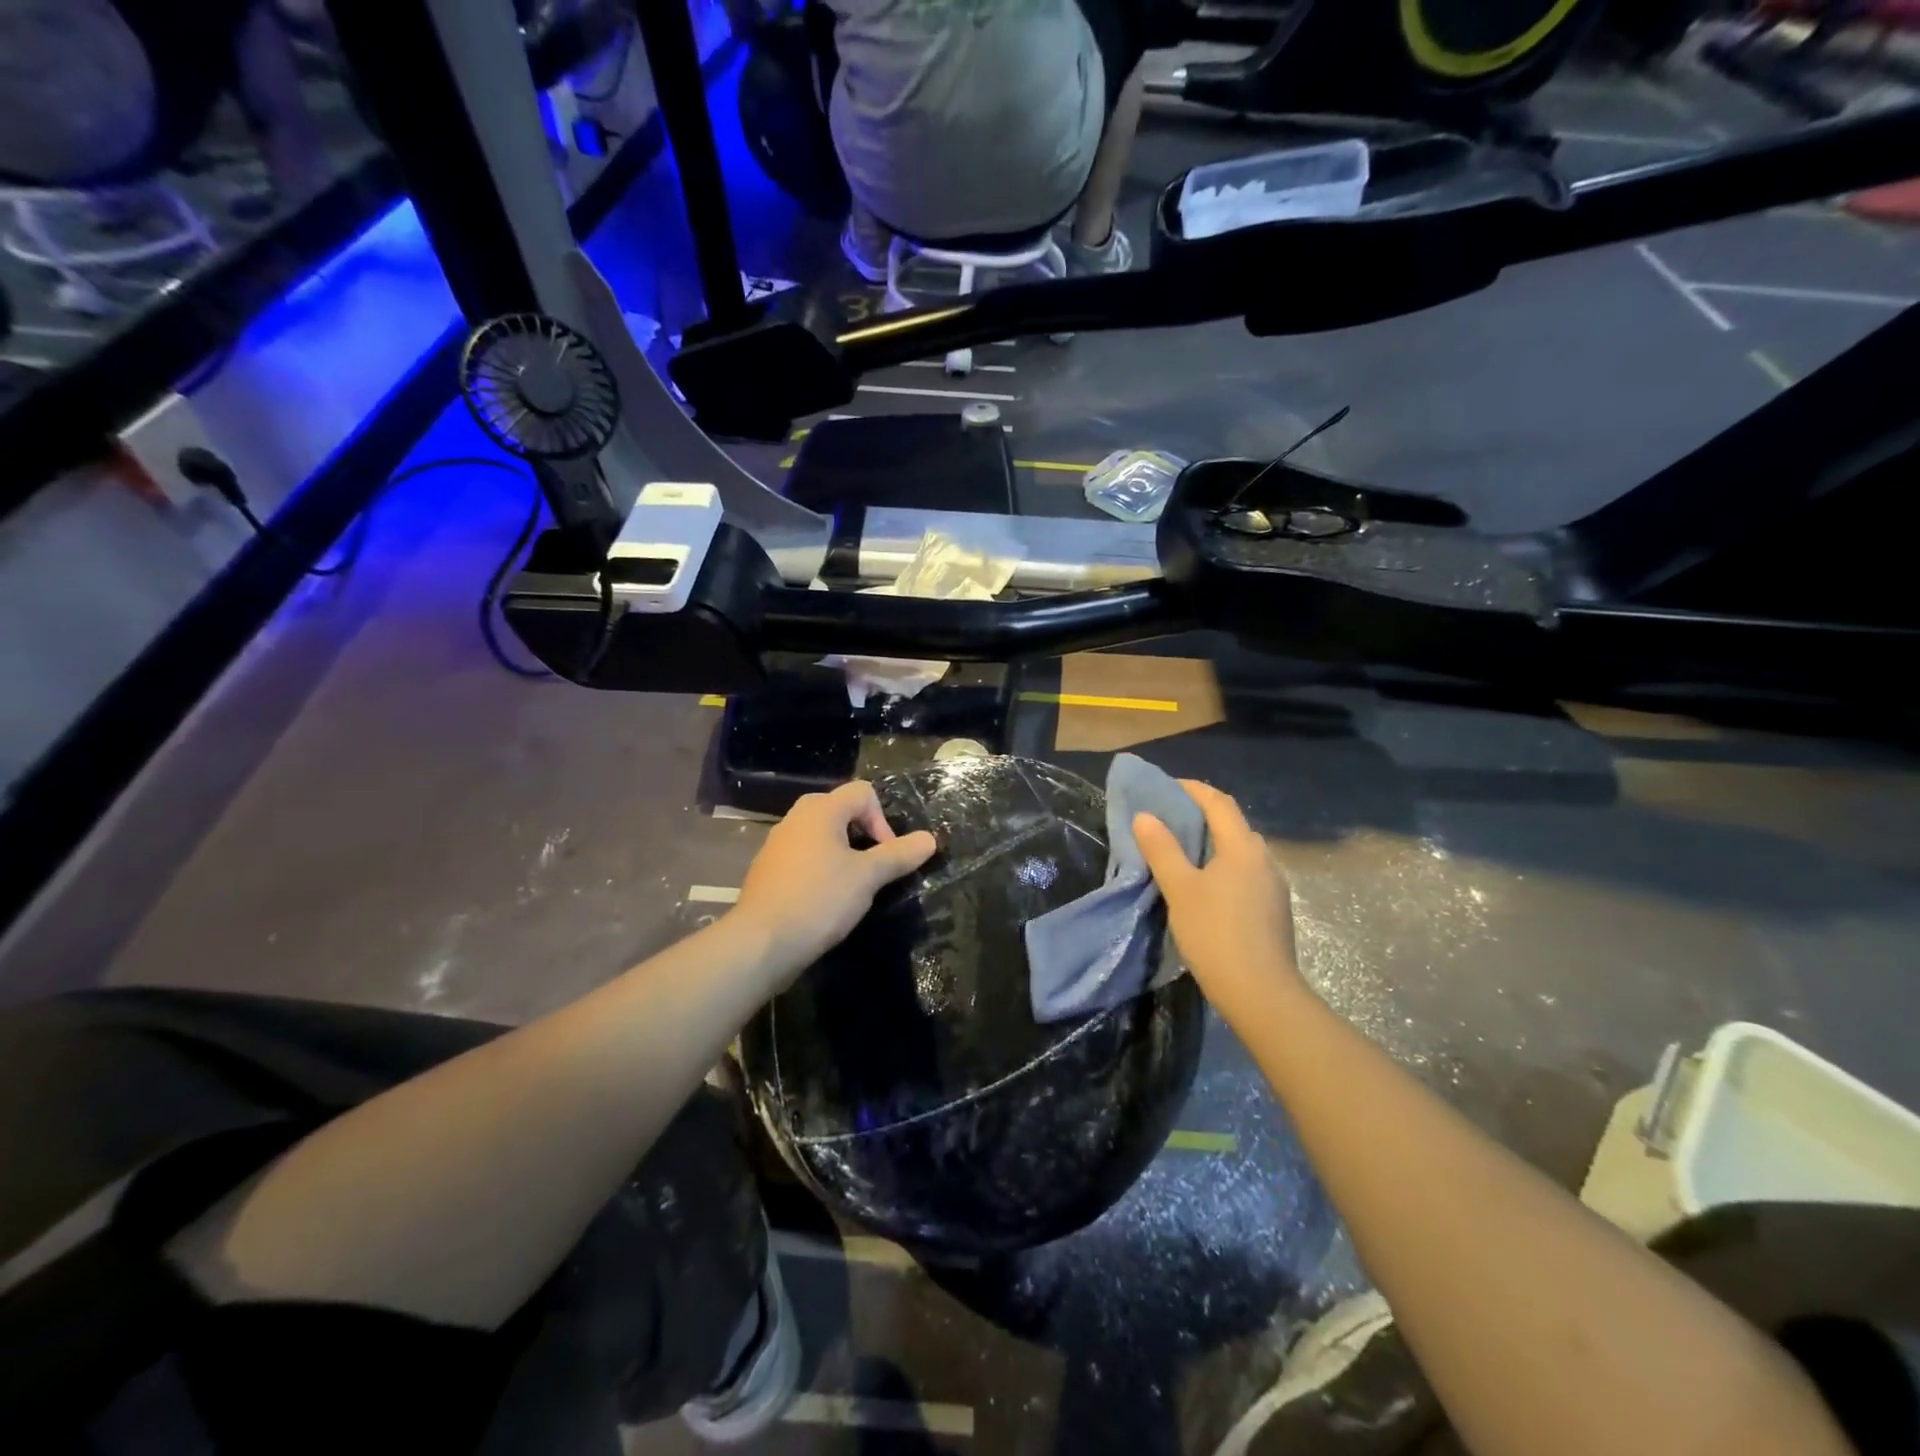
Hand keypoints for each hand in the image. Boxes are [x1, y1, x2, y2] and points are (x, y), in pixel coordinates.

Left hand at [730, 781, 937, 981]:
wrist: (761, 943)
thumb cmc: (819, 900)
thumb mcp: (867, 877)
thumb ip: (899, 855)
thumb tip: (930, 838)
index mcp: (820, 811)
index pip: (862, 792)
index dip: (882, 820)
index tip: (886, 855)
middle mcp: (795, 819)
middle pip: (839, 809)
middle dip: (862, 832)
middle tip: (871, 865)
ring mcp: (777, 845)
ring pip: (819, 834)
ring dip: (841, 852)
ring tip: (850, 885)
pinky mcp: (767, 870)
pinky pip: (802, 856)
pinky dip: (819, 868)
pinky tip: (823, 899)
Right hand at [1134, 780, 1299, 1019]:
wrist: (1261, 994)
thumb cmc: (1215, 934)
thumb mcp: (1180, 889)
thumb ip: (1162, 849)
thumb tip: (1145, 816)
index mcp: (1243, 848)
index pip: (1219, 803)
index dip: (1193, 789)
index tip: (1167, 785)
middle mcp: (1264, 860)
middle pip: (1233, 825)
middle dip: (1202, 815)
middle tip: (1169, 818)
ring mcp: (1273, 887)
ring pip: (1240, 852)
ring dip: (1212, 844)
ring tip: (1182, 852)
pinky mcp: (1273, 911)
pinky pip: (1244, 874)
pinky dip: (1222, 867)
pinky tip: (1204, 887)